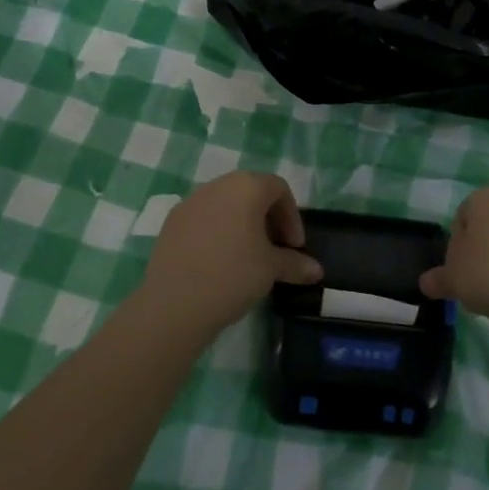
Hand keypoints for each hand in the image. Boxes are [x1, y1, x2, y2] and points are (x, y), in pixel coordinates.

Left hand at [139, 172, 321, 338]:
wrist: (174, 304)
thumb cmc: (233, 275)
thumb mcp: (271, 269)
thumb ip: (295, 264)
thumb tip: (316, 270)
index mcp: (246, 187)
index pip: (279, 189)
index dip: (292, 217)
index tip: (295, 247)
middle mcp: (217, 185)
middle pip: (251, 192)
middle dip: (268, 218)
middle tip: (275, 249)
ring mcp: (190, 202)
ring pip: (225, 204)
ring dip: (242, 224)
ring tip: (247, 256)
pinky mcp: (171, 222)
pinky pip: (203, 219)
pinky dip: (217, 232)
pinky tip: (218, 262)